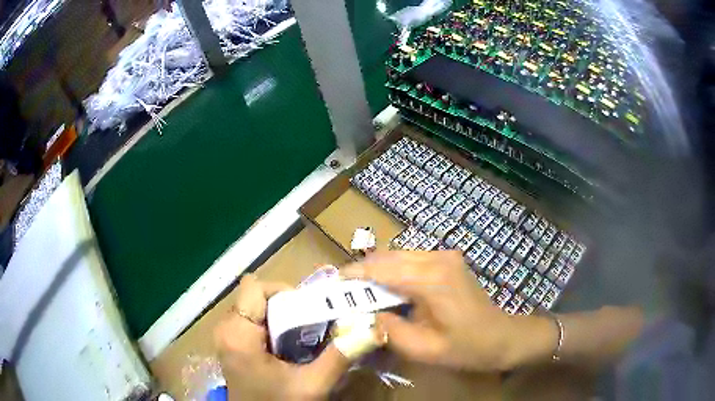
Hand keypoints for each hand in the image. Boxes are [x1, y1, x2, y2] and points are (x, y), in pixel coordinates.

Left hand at [215, 275, 350, 399]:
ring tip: (300, 338)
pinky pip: (250, 322)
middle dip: (285, 307)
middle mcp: (225, 329)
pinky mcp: (230, 345)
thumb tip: (373, 330)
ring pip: (253, 308)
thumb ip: (339, 357)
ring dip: (279, 317)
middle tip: (309, 327)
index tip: (306, 312)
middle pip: (255, 296)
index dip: (282, 292)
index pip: (255, 287)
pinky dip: (271, 327)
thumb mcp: (311, 385)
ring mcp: (225, 337)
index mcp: (238, 334)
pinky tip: (286, 348)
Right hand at [343, 251, 556, 371]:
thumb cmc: (467, 347)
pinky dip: (393, 271)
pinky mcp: (448, 260)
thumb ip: (389, 331)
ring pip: (398, 256)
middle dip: (362, 272)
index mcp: (432, 280)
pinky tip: (386, 288)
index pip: (382, 269)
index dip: (353, 275)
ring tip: (358, 291)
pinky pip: (411, 260)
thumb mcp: (424, 349)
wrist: (502, 337)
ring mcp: (445, 256)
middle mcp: (437, 259)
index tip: (331, 281)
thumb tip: (364, 316)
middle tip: (341, 289)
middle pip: (388, 258)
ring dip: (377, 271)